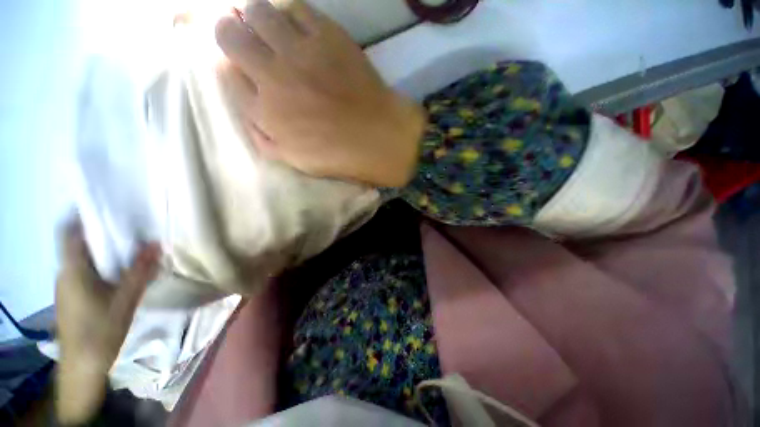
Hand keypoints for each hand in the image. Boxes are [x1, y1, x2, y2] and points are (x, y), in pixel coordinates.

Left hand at [55, 217, 159, 424]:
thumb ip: (139, 271)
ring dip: (105, 250)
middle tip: (131, 226)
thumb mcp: (124, 301)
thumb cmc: (100, 331)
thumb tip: (156, 243)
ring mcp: (68, 285)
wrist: (82, 367)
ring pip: (85, 258)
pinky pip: (87, 271)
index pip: (70, 233)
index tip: (107, 206)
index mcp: (72, 270)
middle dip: (103, 232)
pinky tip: (121, 272)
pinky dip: (103, 265)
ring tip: (131, 247)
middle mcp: (65, 273)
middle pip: (80, 244)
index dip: (83, 215)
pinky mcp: (73, 296)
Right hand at [214, 0, 425, 187]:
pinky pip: (297, 8)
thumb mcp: (296, 161)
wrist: (378, 138)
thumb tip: (249, 113)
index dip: (231, 66)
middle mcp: (272, 75)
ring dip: (258, 18)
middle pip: (229, 34)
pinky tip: (300, 28)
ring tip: (273, 31)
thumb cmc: (340, 156)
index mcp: (265, 113)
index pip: (227, 74)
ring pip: (257, 11)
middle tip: (248, 40)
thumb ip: (265, 139)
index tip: (242, 67)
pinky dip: (291, 13)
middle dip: (231, 33)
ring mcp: (299, 51)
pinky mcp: (327, 36)